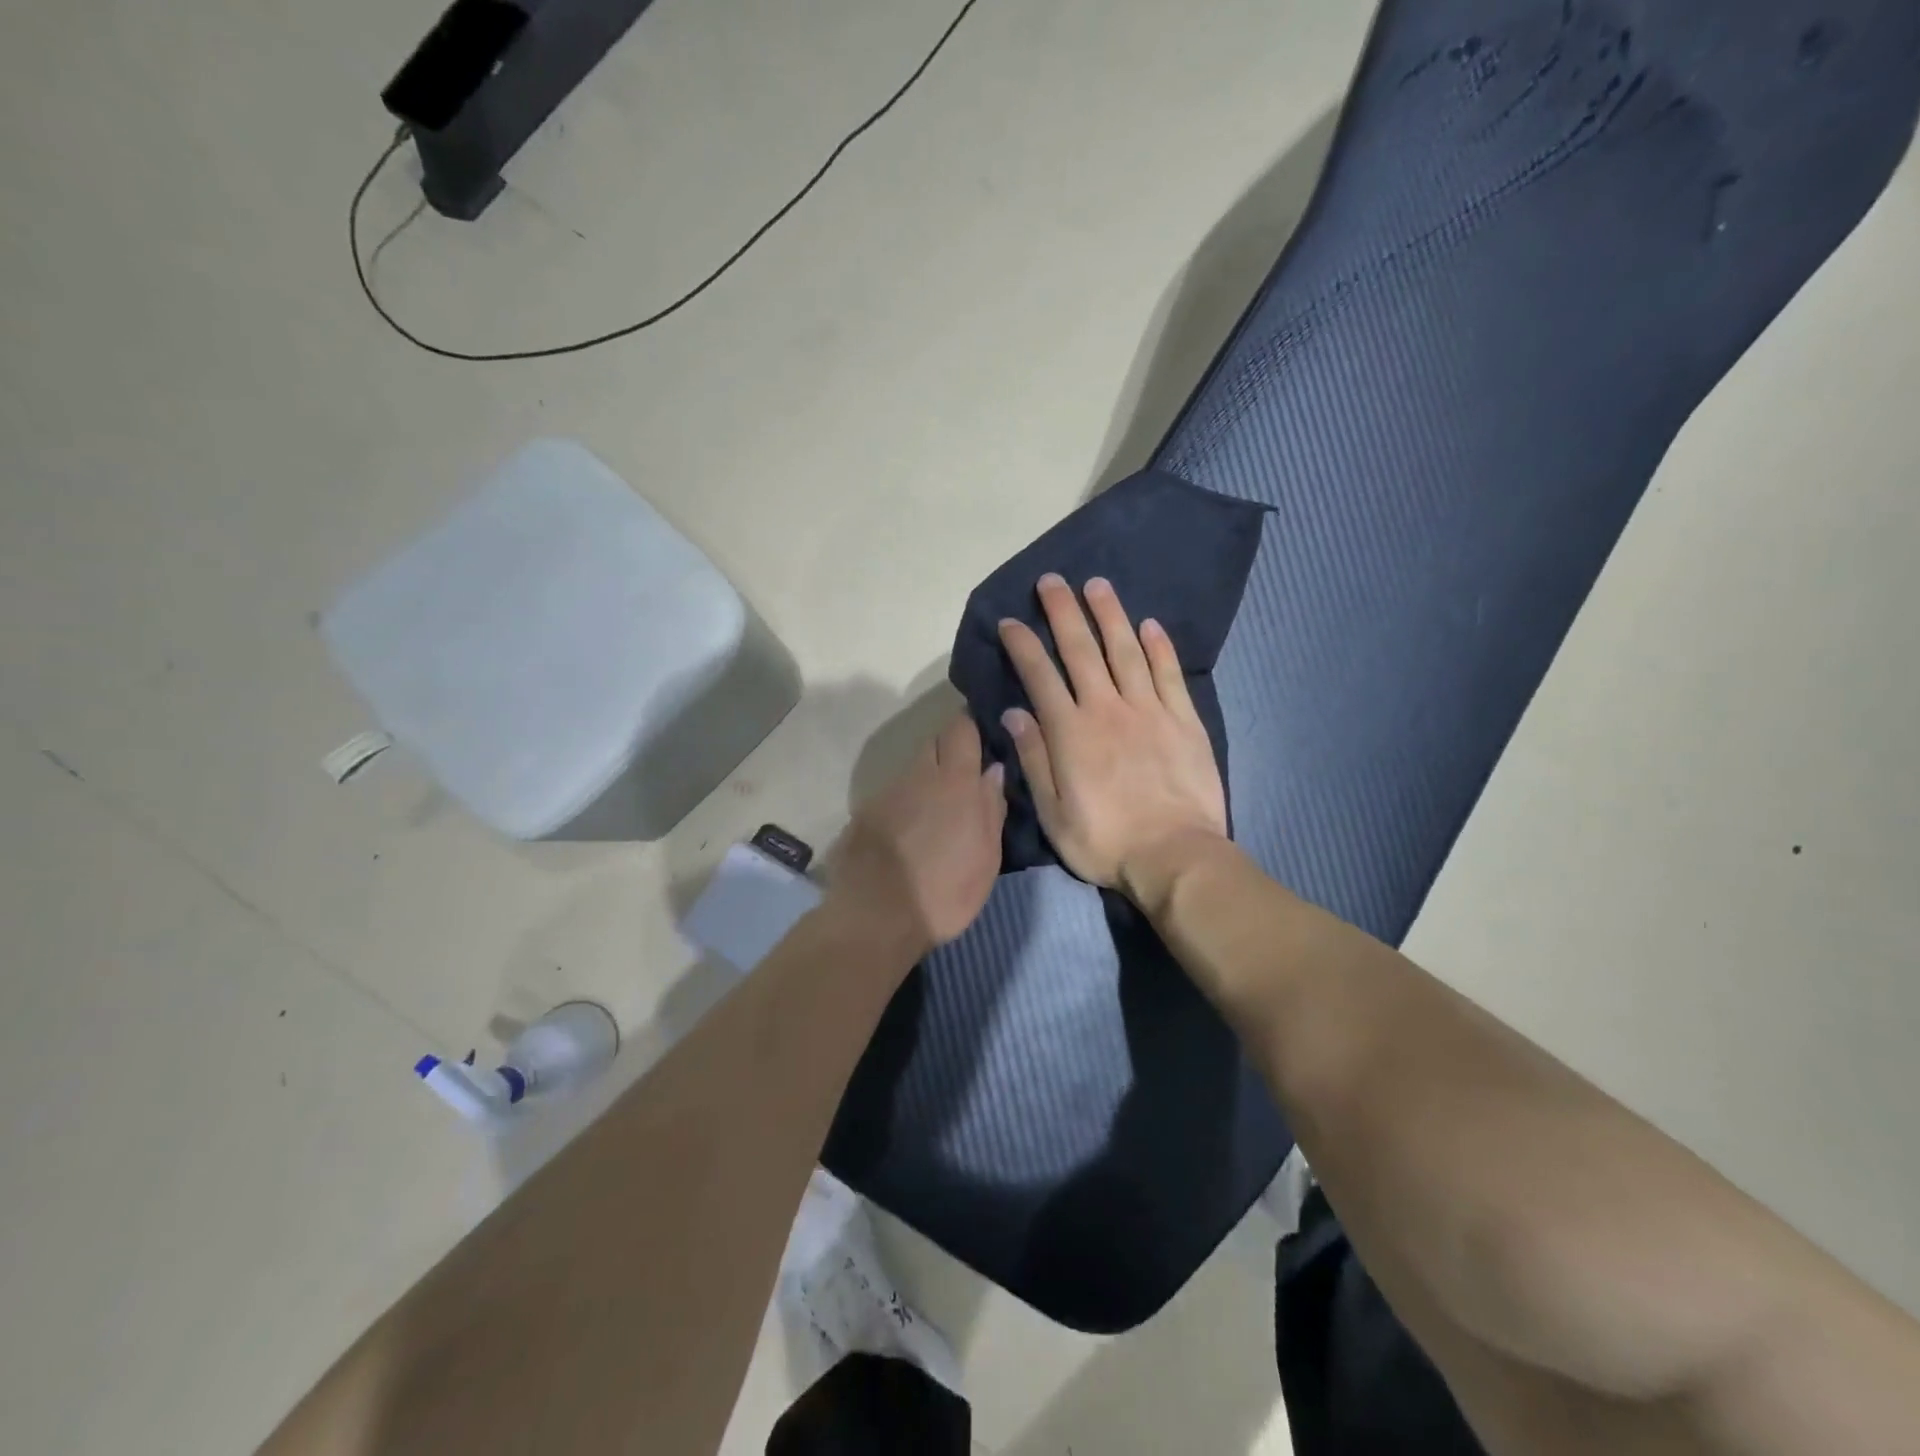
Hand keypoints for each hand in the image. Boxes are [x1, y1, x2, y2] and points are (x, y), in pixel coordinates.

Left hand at [828, 715, 1007, 959]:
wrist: (876, 918)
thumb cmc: (944, 892)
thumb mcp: (986, 857)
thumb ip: (991, 807)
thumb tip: (994, 770)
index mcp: (954, 782)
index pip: (962, 728)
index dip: (973, 723)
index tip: (985, 729)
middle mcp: (918, 776)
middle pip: (934, 742)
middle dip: (951, 748)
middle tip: (967, 772)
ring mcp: (887, 793)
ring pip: (913, 770)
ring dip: (928, 779)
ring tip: (939, 809)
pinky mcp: (865, 814)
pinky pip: (893, 796)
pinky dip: (906, 803)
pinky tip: (911, 830)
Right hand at [998, 575, 1227, 905]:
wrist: (1175, 856)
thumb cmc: (1105, 841)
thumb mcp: (1054, 813)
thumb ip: (1034, 759)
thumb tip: (1013, 714)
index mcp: (1071, 732)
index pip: (1041, 676)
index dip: (1023, 645)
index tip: (1010, 622)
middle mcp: (1107, 709)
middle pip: (1082, 650)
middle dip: (1063, 612)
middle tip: (1052, 580)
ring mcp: (1149, 710)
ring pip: (1126, 650)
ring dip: (1110, 615)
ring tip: (1097, 585)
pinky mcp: (1184, 720)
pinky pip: (1169, 673)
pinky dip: (1159, 646)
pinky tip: (1150, 624)